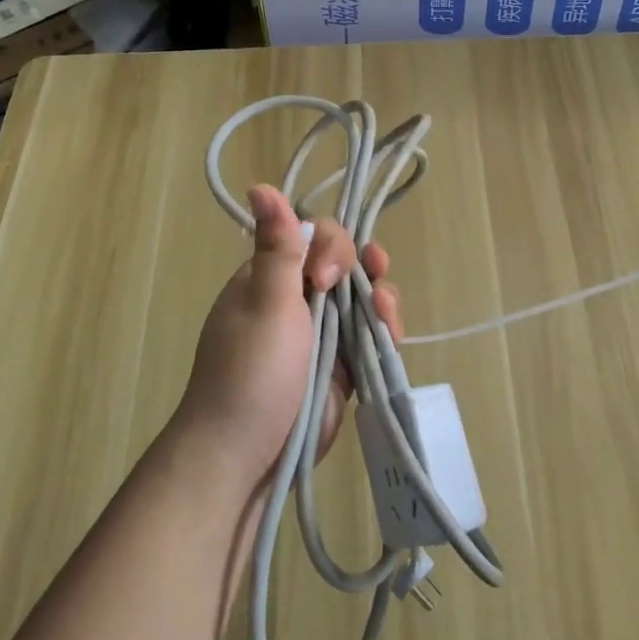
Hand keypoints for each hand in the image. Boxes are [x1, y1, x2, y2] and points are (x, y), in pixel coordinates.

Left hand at [175, 184, 401, 492]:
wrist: (247, 454)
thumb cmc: (251, 372)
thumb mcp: (265, 303)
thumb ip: (277, 247)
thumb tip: (259, 185)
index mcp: (270, 276)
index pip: (312, 235)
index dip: (331, 246)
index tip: (323, 279)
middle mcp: (296, 297)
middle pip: (344, 261)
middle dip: (363, 267)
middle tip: (369, 289)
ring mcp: (321, 332)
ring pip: (362, 296)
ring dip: (381, 298)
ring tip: (386, 316)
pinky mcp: (341, 364)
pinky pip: (370, 334)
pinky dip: (384, 330)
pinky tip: (392, 335)